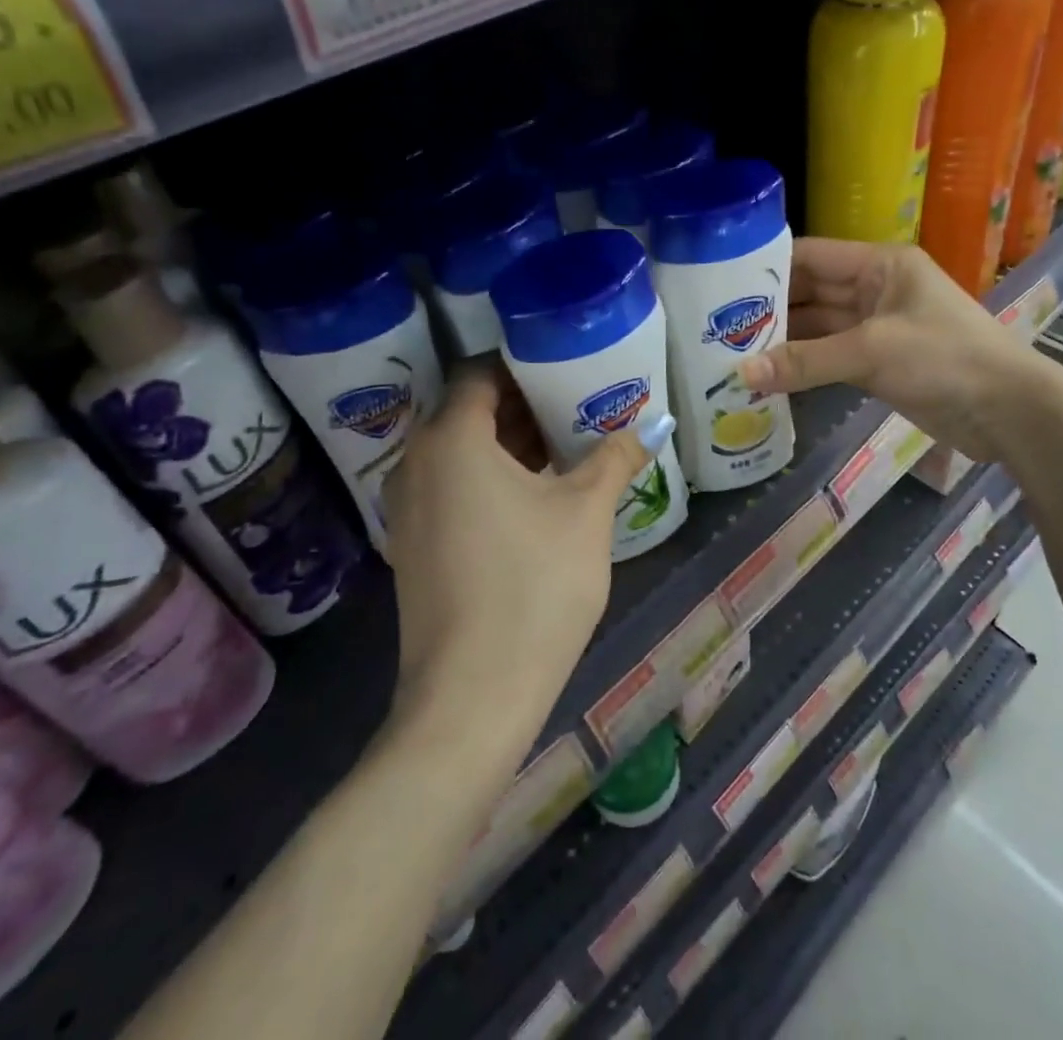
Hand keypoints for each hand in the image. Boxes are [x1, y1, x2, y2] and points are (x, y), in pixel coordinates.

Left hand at [381, 360, 654, 726]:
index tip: (566, 366)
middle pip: (469, 411)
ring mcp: (408, 508)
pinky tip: (537, 493)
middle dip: (523, 403)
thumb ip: (616, 457)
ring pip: (460, 452)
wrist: (472, 698)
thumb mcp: (585, 513)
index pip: (480, 373)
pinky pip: (452, 487)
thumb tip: (654, 423)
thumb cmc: (533, 586)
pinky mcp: (414, 546)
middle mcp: (416, 463)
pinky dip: (489, 477)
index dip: (523, 364)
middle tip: (577, 401)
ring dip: (508, 442)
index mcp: (451, 440)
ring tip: (566, 443)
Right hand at [737, 239, 1050, 456]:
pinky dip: (802, 366)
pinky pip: (829, 357)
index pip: (810, 256)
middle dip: (769, 309)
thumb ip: (806, 362)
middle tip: (715, 325)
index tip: (720, 283)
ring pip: (817, 328)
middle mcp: (874, 289)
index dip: (767, 266)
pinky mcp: (878, 363)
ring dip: (782, 341)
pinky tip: (767, 376)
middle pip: (810, 292)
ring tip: (730, 351)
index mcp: (879, 265)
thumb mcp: (872, 352)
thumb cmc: (945, 359)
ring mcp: (876, 327)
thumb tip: (742, 374)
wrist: (1009, 411)